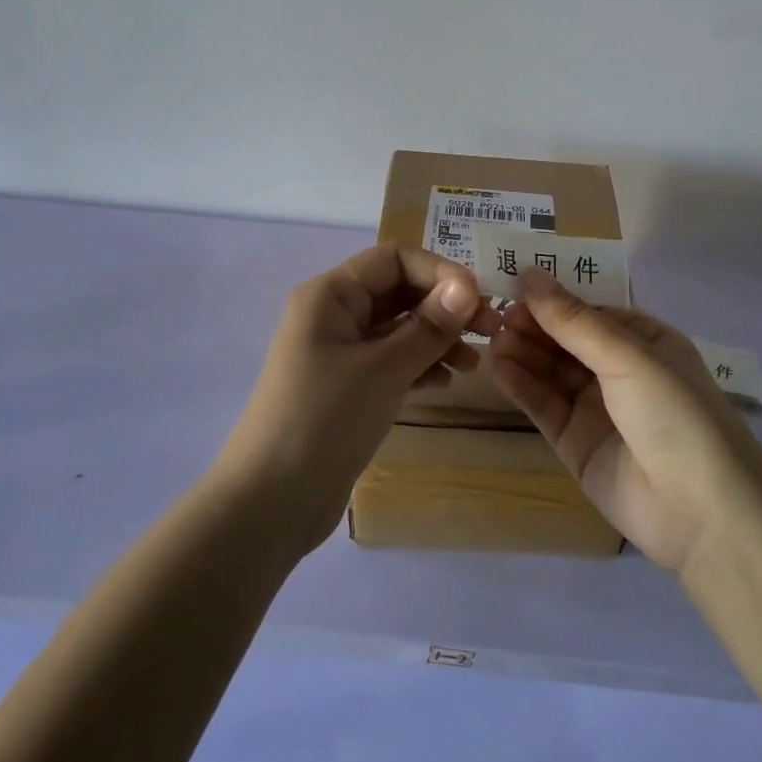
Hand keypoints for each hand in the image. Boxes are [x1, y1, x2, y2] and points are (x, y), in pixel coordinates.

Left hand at [216, 244, 502, 554]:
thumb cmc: (324, 420)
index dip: (439, 271)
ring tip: (471, 366)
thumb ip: (428, 326)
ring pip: (398, 328)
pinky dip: (419, 366)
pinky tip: (444, 384)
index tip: (479, 299)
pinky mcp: (347, 387)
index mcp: (331, 295)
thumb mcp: (383, 369)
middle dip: (444, 307)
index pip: (394, 259)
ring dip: (437, 339)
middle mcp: (334, 315)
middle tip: (490, 331)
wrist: (271, 502)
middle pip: (399, 292)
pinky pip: (391, 361)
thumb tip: (468, 286)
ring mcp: (339, 353)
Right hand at [491, 270, 761, 574]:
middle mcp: (619, 370)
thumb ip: (574, 321)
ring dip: (522, 352)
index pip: (588, 311)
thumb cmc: (675, 415)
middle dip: (533, 325)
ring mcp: (596, 408)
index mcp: (644, 341)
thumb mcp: (628, 357)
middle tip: (496, 315)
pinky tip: (498, 366)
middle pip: (565, 340)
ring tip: (492, 337)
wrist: (703, 513)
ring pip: (550, 371)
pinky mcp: (574, 442)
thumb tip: (529, 274)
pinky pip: (543, 405)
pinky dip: (521, 385)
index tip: (512, 286)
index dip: (552, 299)